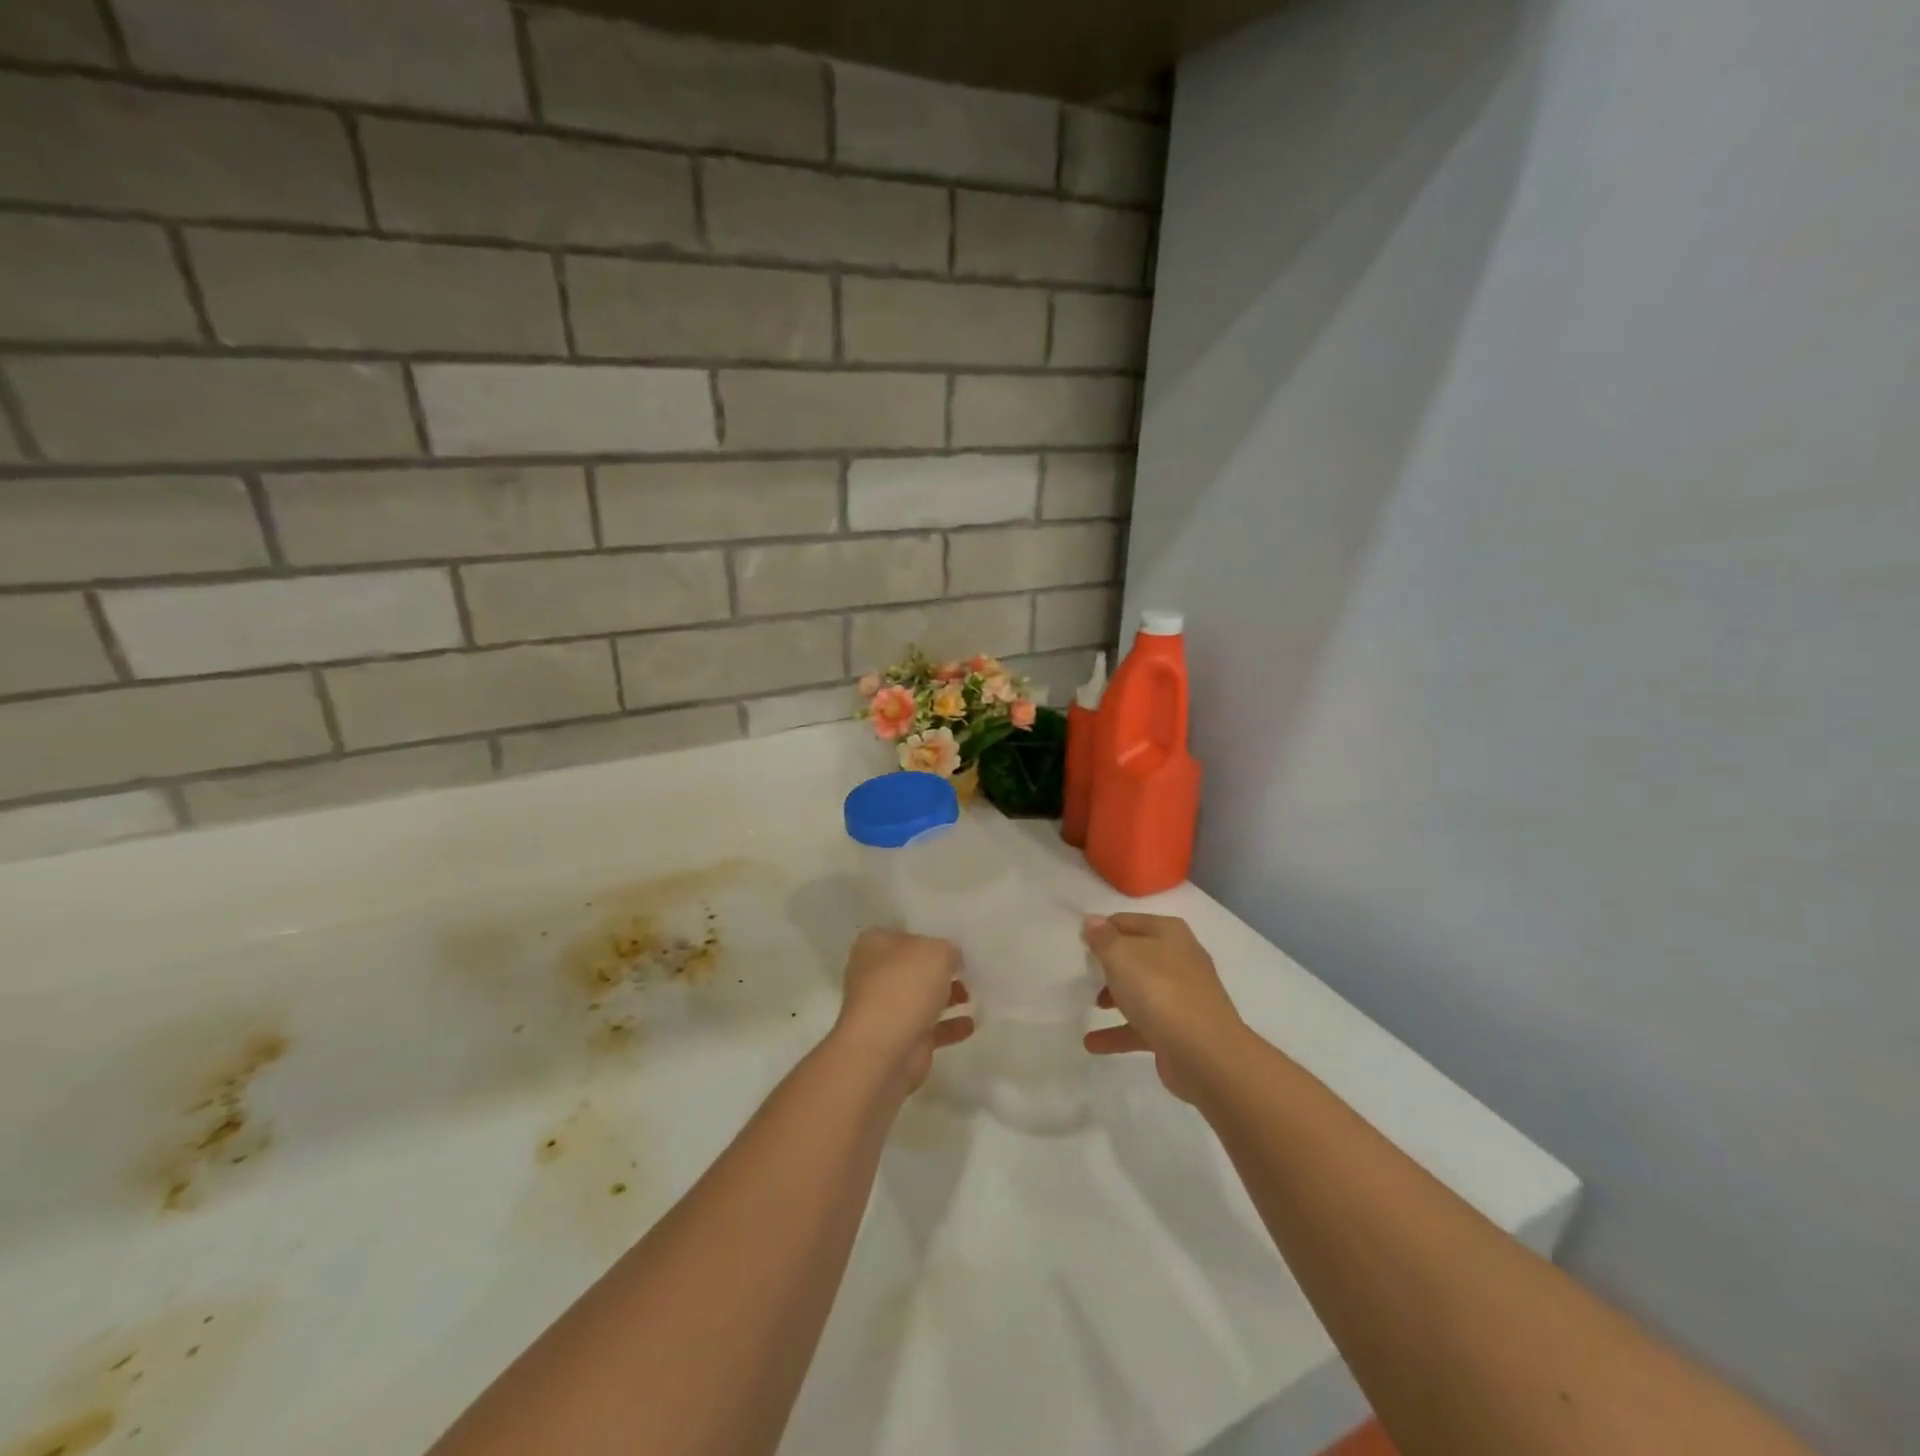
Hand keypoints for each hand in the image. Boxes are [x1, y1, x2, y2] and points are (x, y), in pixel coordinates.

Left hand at [834, 928, 974, 1091]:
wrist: (886, 1048)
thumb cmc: (906, 985)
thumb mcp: (937, 951)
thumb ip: (948, 949)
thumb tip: (951, 960)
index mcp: (874, 945)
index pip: (904, 933)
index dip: (929, 935)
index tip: (955, 941)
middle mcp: (874, 974)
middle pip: (913, 967)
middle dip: (940, 970)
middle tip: (968, 969)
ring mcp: (885, 1009)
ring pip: (921, 998)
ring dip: (947, 997)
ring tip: (973, 995)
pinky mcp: (899, 1039)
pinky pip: (930, 1028)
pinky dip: (949, 1026)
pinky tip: (971, 1024)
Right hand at [1082, 914, 1245, 1102]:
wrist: (1206, 1054)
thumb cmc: (1160, 991)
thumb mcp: (1121, 956)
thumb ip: (1103, 938)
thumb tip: (1092, 920)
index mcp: (1168, 933)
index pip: (1126, 921)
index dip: (1101, 929)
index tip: (1077, 943)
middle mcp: (1179, 959)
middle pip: (1135, 956)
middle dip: (1108, 964)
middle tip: (1082, 973)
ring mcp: (1182, 997)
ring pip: (1140, 990)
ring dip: (1113, 997)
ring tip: (1087, 1004)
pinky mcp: (1179, 1030)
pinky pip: (1141, 1026)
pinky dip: (1118, 1032)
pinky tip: (1092, 1043)